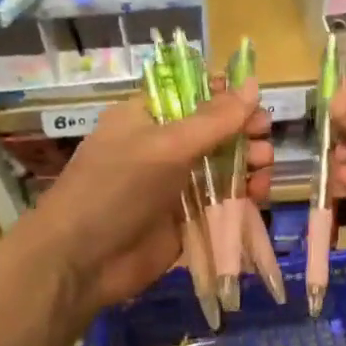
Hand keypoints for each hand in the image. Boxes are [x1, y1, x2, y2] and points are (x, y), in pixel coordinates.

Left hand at [24, 81, 271, 314]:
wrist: (81, 261)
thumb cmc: (117, 188)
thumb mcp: (166, 146)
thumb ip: (214, 119)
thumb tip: (252, 84)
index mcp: (147, 116)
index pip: (193, 94)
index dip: (226, 95)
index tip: (255, 103)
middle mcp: (162, 146)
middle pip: (214, 130)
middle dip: (244, 132)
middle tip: (264, 140)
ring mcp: (174, 184)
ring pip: (222, 166)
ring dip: (248, 164)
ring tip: (263, 169)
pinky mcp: (185, 218)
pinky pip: (221, 200)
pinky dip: (242, 196)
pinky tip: (258, 196)